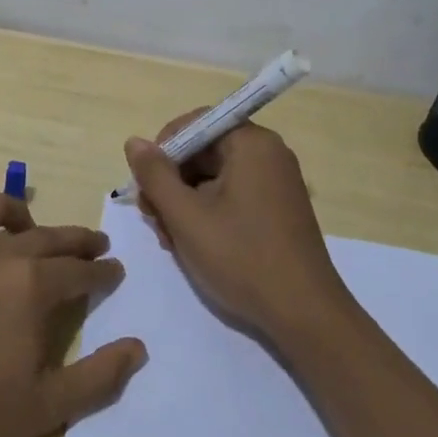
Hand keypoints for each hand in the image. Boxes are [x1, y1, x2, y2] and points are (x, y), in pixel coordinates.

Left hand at [0, 191, 145, 436]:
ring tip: (21, 226)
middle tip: (92, 246)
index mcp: (31, 286)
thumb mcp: (47, 409)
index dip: (102, 272)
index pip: (80, 270)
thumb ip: (99, 376)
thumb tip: (138, 347)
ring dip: (10, 211)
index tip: (114, 272)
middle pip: (45, 236)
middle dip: (75, 239)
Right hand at [124, 117, 355, 344]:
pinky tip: (192, 242)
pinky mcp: (277, 208)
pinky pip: (232, 194)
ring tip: (169, 239)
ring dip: (184, 201)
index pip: (196, 123)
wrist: (303, 313)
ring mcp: (276, 182)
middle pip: (204, 150)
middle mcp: (268, 154)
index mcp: (252, 144)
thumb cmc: (241, 258)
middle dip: (172, 180)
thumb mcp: (186, 216)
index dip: (164, 147)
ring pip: (214, 176)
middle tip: (152, 217)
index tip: (146, 182)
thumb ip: (155, 175)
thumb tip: (134, 142)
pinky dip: (207, 211)